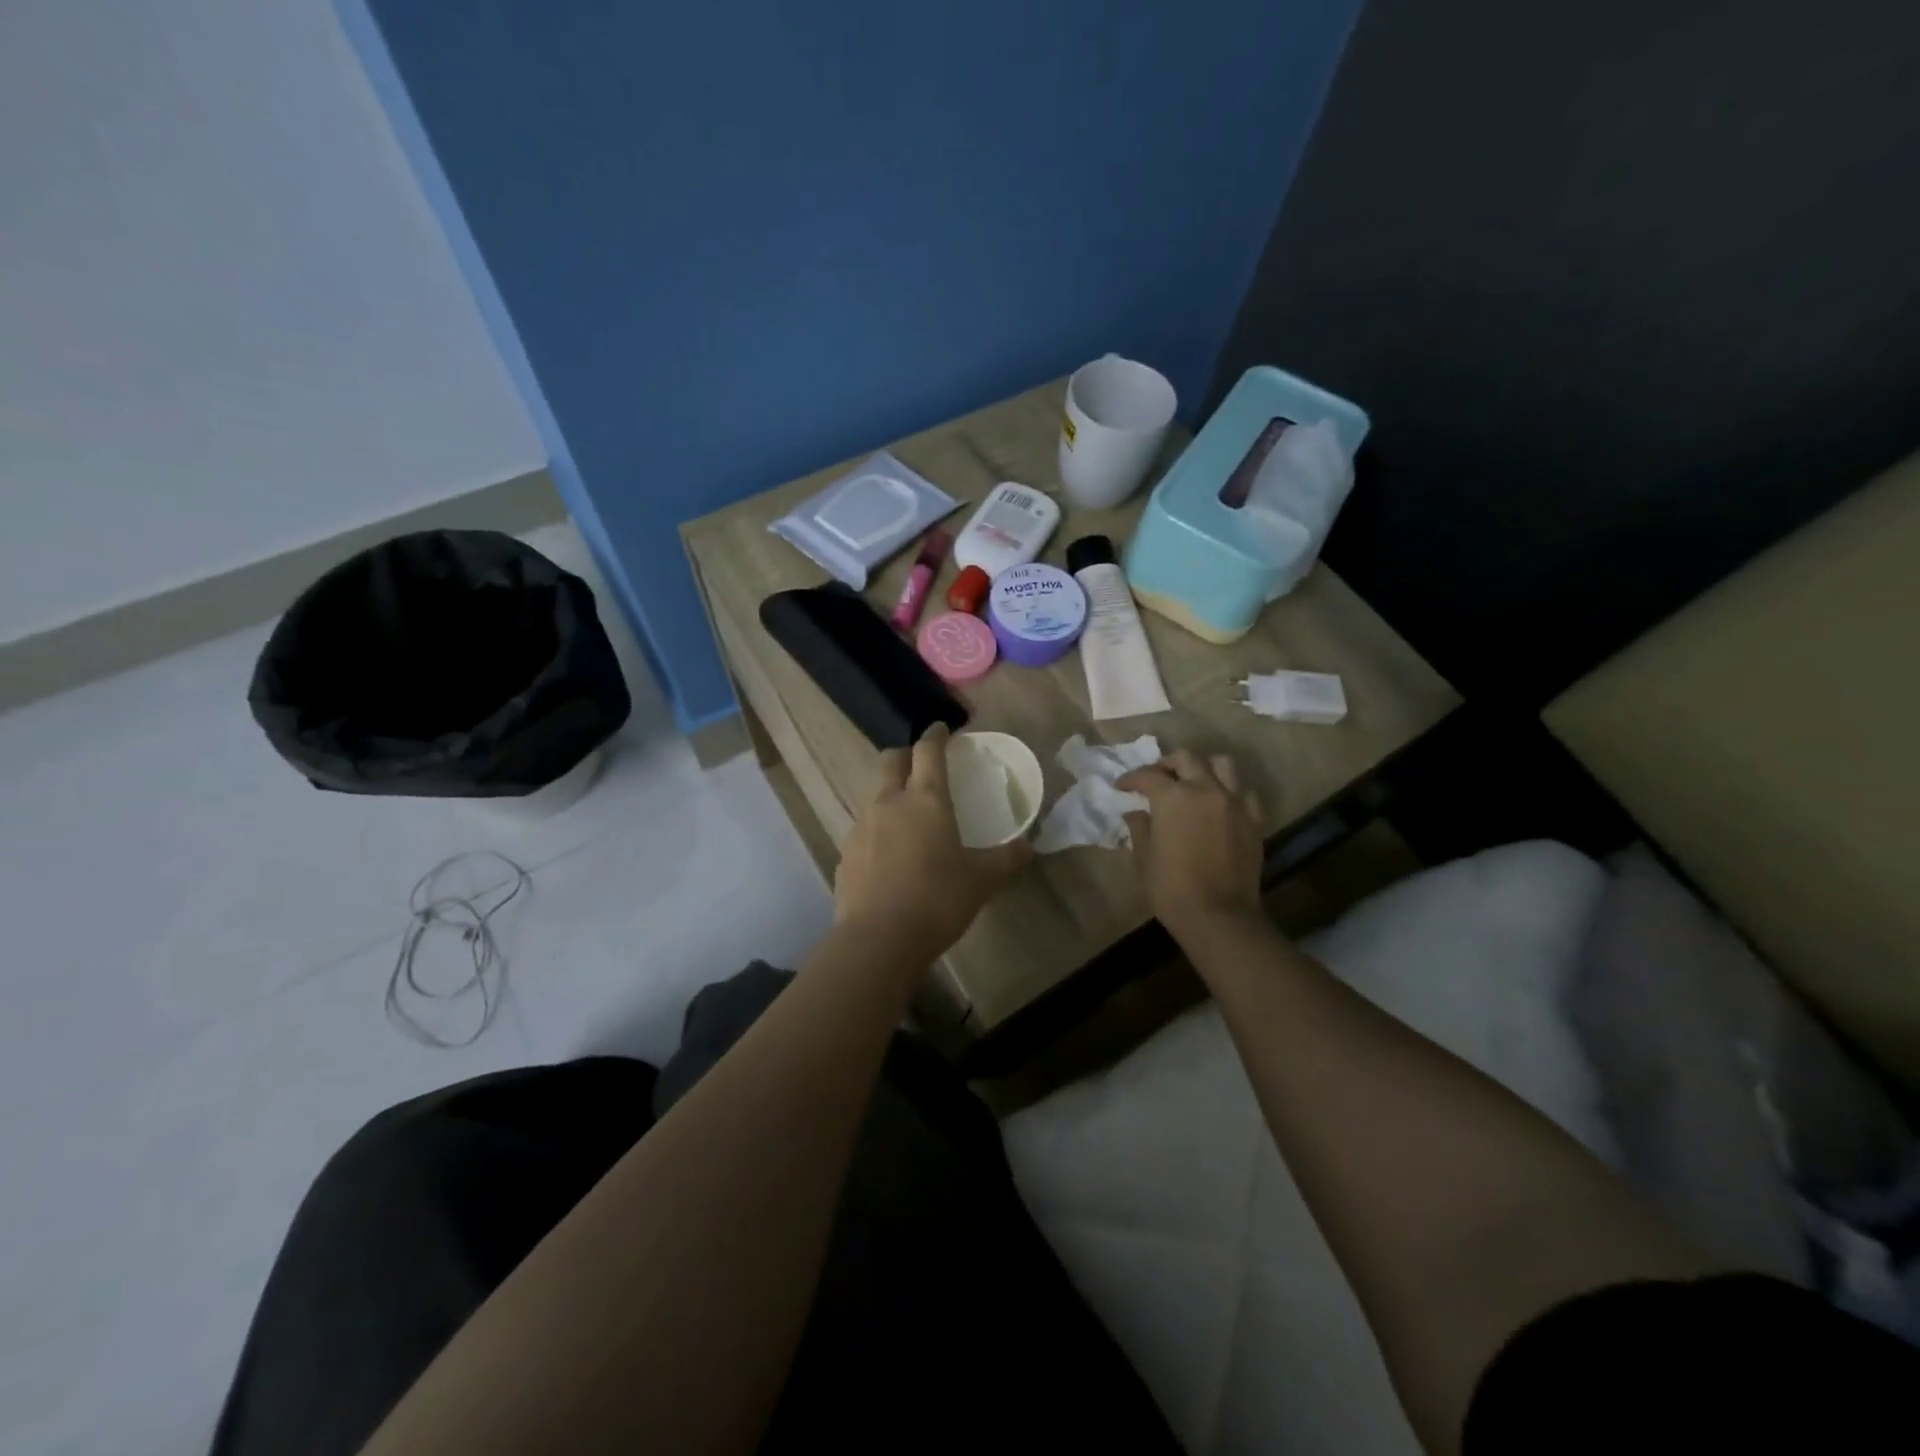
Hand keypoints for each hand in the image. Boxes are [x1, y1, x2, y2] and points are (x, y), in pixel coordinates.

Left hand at [834, 724, 1032, 962]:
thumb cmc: (937, 900)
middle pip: (891, 760)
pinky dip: (878, 829)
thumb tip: (1028, 846)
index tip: (942, 728)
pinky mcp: (845, 853)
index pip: (929, 751)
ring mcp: (861, 826)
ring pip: (874, 793)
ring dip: (890, 793)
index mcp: (926, 799)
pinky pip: (863, 828)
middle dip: (906, 755)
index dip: (936, 735)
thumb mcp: (982, 881)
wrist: (878, 939)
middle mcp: (889, 802)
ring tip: (908, 816)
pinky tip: (890, 855)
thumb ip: (1006, 859)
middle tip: (923, 766)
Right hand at [1116, 750, 1264, 941]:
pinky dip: (1230, 793)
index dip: (1131, 779)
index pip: (1148, 776)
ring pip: (1222, 765)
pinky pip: (1244, 793)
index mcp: (1173, 797)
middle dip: (1167, 764)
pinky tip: (1220, 806)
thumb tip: (1136, 812)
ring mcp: (1234, 803)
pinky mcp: (1254, 820)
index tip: (1121, 787)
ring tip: (1192, 783)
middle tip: (1156, 779)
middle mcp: (1206, 789)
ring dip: (1203, 768)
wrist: (1219, 917)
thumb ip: (1139, 827)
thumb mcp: (1144, 858)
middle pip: (1186, 759)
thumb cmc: (1171, 889)